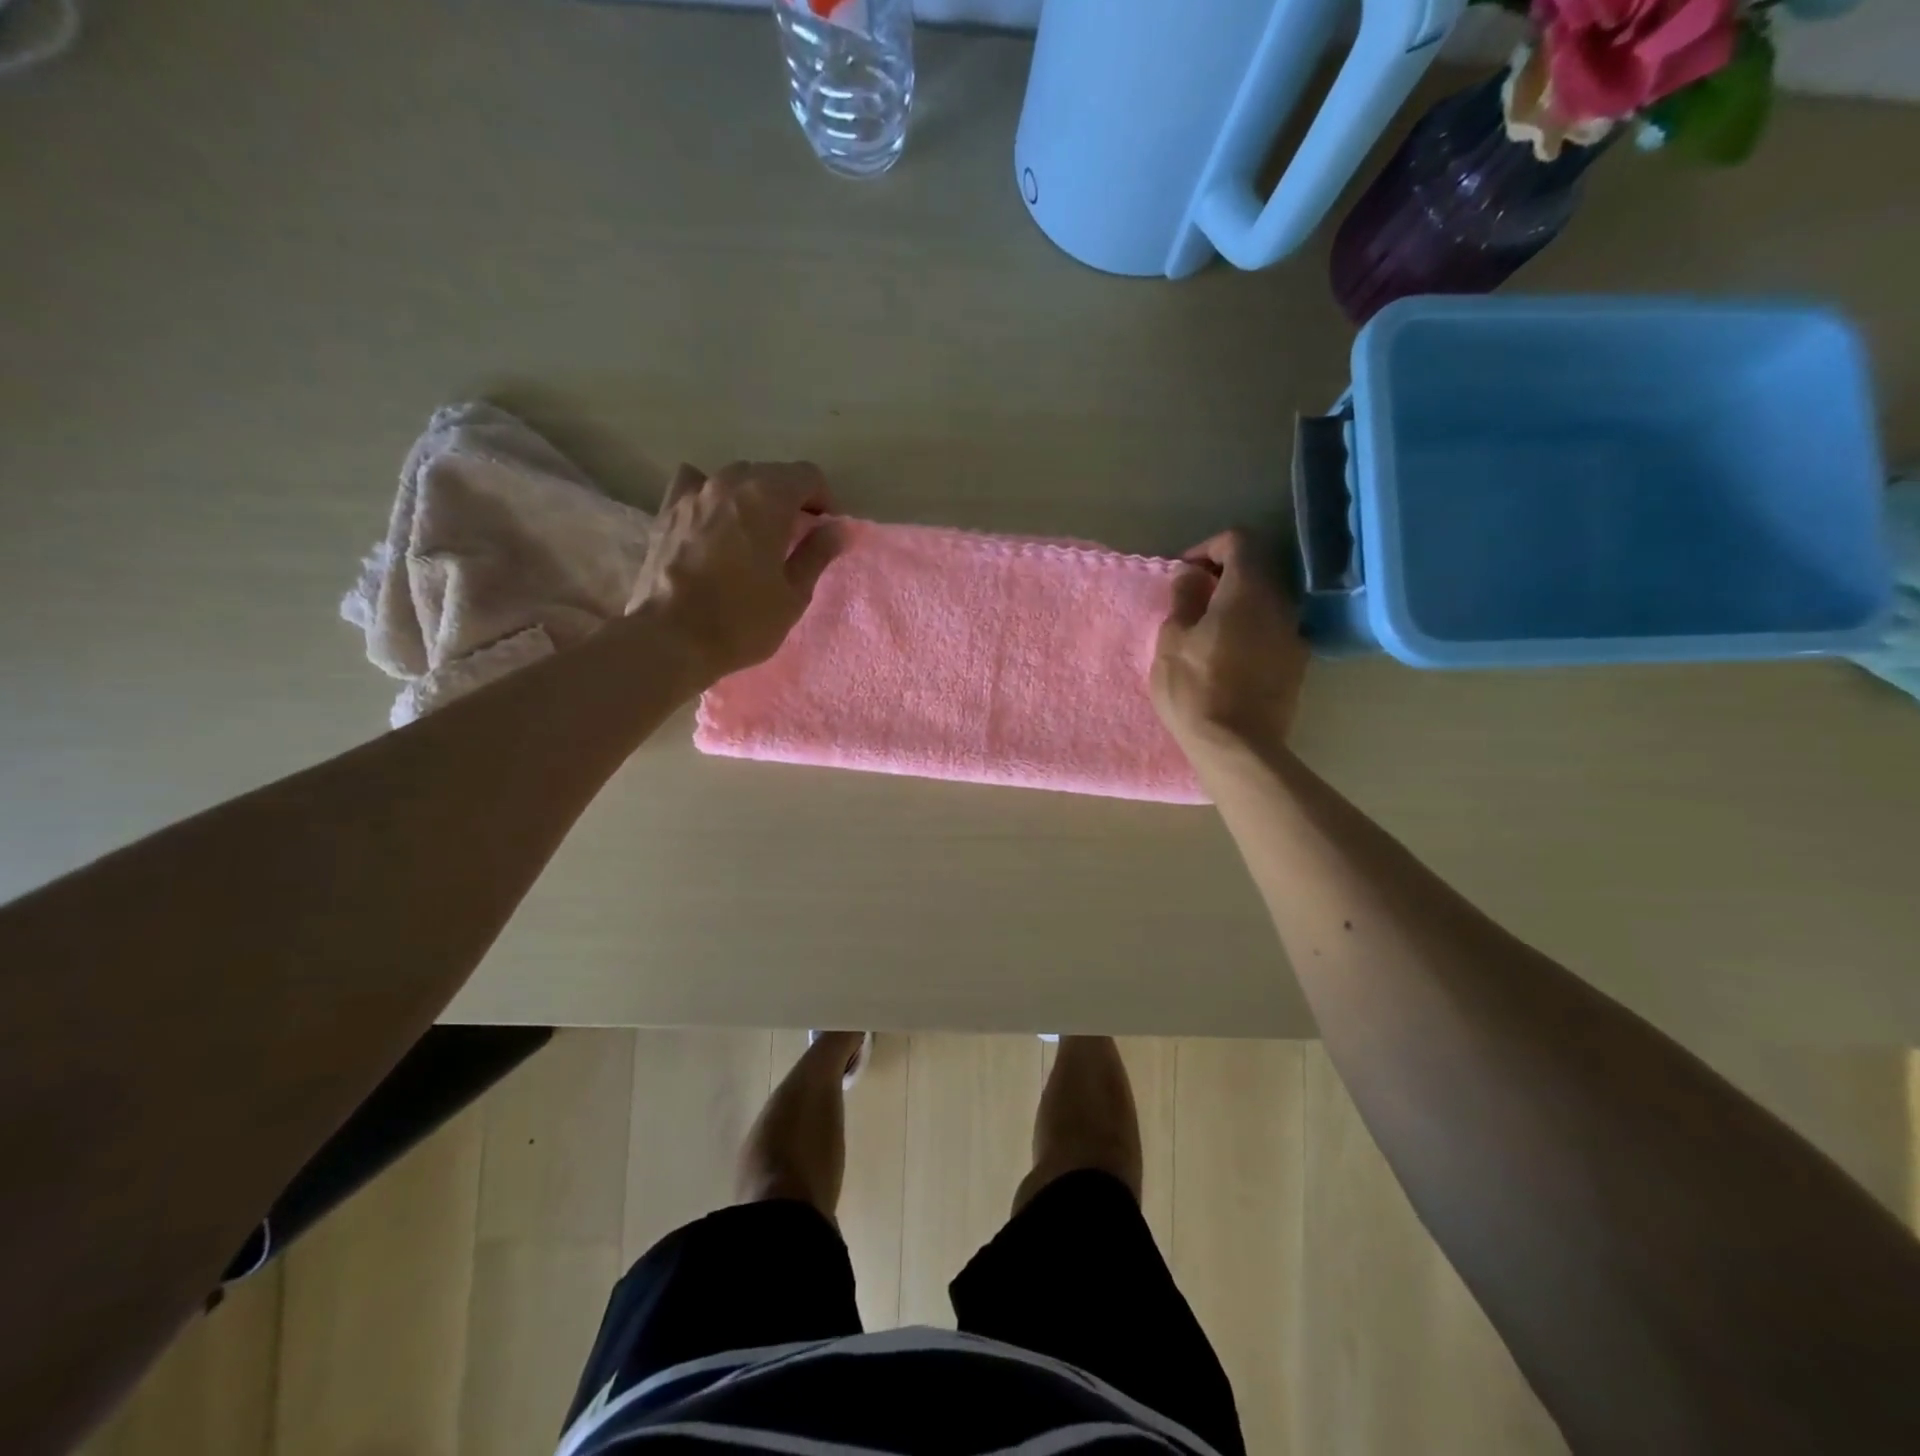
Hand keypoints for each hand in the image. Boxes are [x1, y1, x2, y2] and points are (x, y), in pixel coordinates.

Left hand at [627, 460, 845, 686]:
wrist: (671, 639)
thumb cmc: (742, 621)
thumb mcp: (793, 594)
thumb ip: (817, 554)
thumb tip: (837, 529)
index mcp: (768, 498)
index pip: (808, 475)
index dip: (824, 500)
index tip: (824, 531)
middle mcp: (729, 483)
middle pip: (771, 474)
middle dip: (789, 499)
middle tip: (794, 537)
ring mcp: (693, 494)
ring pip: (733, 479)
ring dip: (752, 498)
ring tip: (754, 533)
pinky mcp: (666, 512)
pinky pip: (694, 486)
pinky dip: (710, 496)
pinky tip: (712, 519)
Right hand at [1151, 530, 1308, 758]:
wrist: (1237, 746)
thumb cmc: (1195, 689)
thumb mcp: (1172, 641)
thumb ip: (1183, 600)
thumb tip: (1190, 576)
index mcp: (1247, 591)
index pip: (1239, 541)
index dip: (1209, 547)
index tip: (1185, 573)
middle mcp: (1280, 604)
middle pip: (1256, 570)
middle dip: (1223, 576)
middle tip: (1192, 601)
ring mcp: (1293, 635)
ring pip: (1266, 603)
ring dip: (1237, 606)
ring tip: (1207, 632)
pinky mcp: (1296, 665)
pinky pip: (1272, 632)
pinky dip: (1250, 631)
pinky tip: (1228, 659)